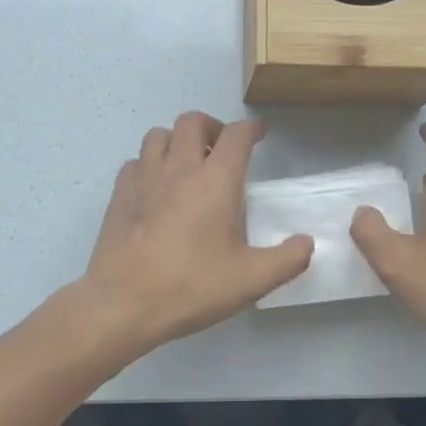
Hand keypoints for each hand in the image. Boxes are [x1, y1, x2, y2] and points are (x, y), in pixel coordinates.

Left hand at [81, 112, 312, 354]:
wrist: (124, 303)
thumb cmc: (191, 287)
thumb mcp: (252, 280)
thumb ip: (288, 259)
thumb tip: (306, 243)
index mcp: (215, 181)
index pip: (236, 135)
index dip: (251, 129)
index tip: (259, 134)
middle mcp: (179, 168)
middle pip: (193, 122)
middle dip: (212, 127)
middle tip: (222, 150)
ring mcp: (144, 178)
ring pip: (158, 135)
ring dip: (177, 141)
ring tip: (187, 164)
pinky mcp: (119, 194)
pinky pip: (135, 162)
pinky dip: (149, 164)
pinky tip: (156, 187)